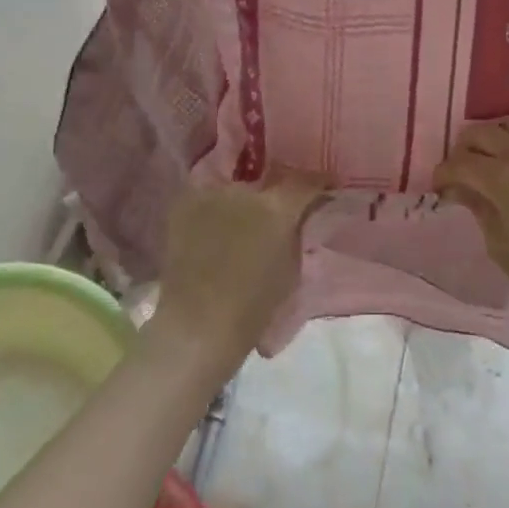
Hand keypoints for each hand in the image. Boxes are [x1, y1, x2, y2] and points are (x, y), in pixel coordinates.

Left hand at [150, 176, 325, 372]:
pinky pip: (207, 199)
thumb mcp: (291, 270)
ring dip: (241, 205)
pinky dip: (214, 211)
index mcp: (277, 208)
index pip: (306, 181)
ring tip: (239, 227)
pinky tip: (213, 230)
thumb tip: (298, 218)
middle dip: (273, 198)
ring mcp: (211, 194)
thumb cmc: (252, 308)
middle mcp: (244, 191)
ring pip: (235, 191)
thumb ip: (296, 234)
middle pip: (266, 185)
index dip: (318, 183)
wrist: (195, 326)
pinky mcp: (184, 204)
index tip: (325, 189)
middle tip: (274, 218)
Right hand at [432, 120, 508, 334]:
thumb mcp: (501, 246)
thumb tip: (458, 187)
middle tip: (463, 171)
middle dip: (464, 149)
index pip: (460, 162)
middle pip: (482, 132)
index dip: (443, 173)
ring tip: (495, 159)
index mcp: (505, 179)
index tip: (440, 187)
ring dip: (496, 138)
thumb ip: (477, 207)